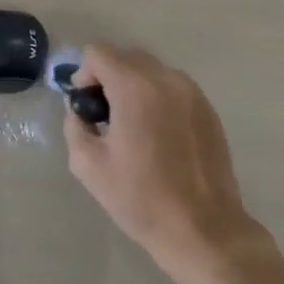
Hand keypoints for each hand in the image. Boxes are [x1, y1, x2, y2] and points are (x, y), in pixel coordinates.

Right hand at [64, 45, 263, 271]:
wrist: (204, 230)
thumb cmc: (142, 199)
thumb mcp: (89, 166)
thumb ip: (75, 125)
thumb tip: (81, 110)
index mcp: (135, 87)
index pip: (98, 52)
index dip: (84, 75)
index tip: (88, 107)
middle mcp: (165, 78)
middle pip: (125, 56)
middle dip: (108, 78)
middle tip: (106, 118)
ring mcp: (191, 92)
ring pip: (150, 70)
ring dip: (134, 86)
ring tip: (134, 128)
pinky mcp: (208, 108)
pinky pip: (172, 87)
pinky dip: (157, 98)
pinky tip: (159, 136)